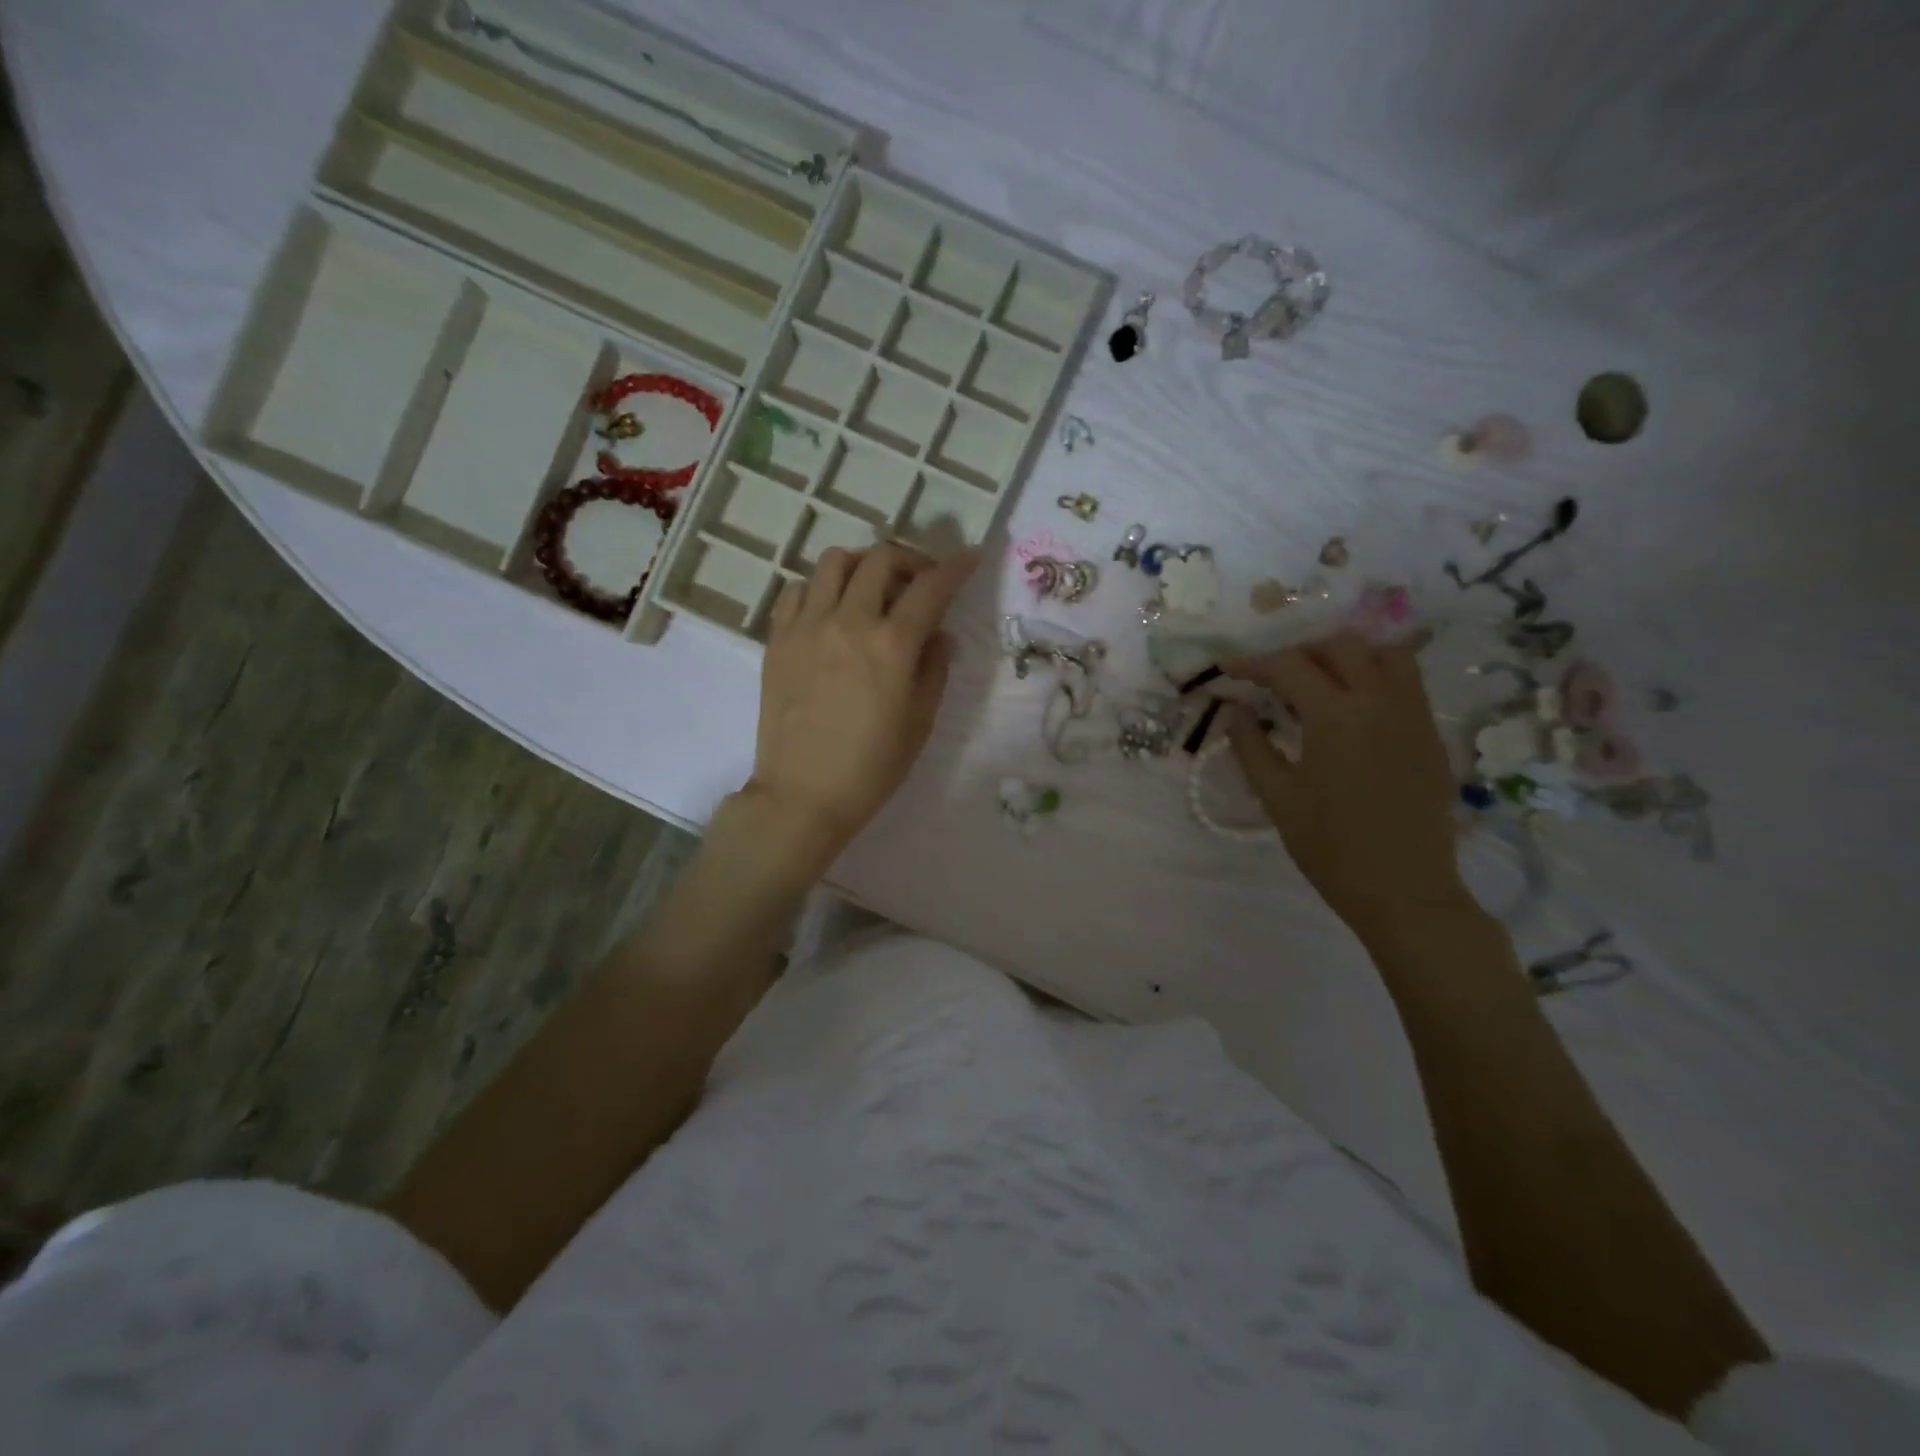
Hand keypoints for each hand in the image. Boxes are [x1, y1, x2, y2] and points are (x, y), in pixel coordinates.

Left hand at [746, 542, 976, 856]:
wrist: (802, 795)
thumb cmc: (871, 767)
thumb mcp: (920, 722)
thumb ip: (934, 668)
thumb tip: (940, 634)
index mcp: (891, 645)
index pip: (931, 587)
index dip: (956, 567)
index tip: (970, 558)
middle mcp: (848, 621)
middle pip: (881, 559)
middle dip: (910, 559)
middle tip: (921, 579)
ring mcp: (807, 626)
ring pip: (834, 562)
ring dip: (863, 564)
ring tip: (873, 587)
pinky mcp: (778, 639)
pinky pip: (796, 590)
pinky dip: (819, 587)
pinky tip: (831, 609)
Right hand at [1224, 631, 1471, 940]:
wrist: (1404, 889)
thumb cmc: (1331, 847)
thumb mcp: (1277, 797)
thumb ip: (1251, 746)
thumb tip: (1234, 711)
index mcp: (1336, 716)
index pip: (1289, 667)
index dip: (1252, 663)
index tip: (1227, 670)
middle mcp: (1380, 701)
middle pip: (1339, 646)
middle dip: (1298, 652)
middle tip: (1271, 677)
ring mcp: (1413, 714)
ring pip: (1383, 653)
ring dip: (1344, 655)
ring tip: (1317, 680)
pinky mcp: (1431, 733)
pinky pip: (1405, 680)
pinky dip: (1374, 674)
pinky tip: (1352, 704)